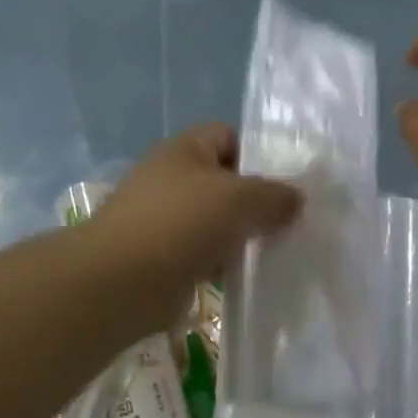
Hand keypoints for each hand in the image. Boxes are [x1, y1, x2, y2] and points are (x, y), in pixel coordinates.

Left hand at [87, 124, 302, 331]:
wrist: (121, 281)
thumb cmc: (181, 223)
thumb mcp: (240, 198)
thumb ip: (275, 195)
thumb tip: (296, 199)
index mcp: (184, 149)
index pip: (228, 136)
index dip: (258, 153)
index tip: (287, 181)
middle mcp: (172, 178)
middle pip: (225, 181)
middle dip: (256, 200)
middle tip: (290, 219)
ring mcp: (165, 218)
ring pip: (217, 220)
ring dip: (242, 235)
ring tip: (276, 248)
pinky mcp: (164, 256)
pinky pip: (205, 253)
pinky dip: (224, 262)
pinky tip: (249, 274)